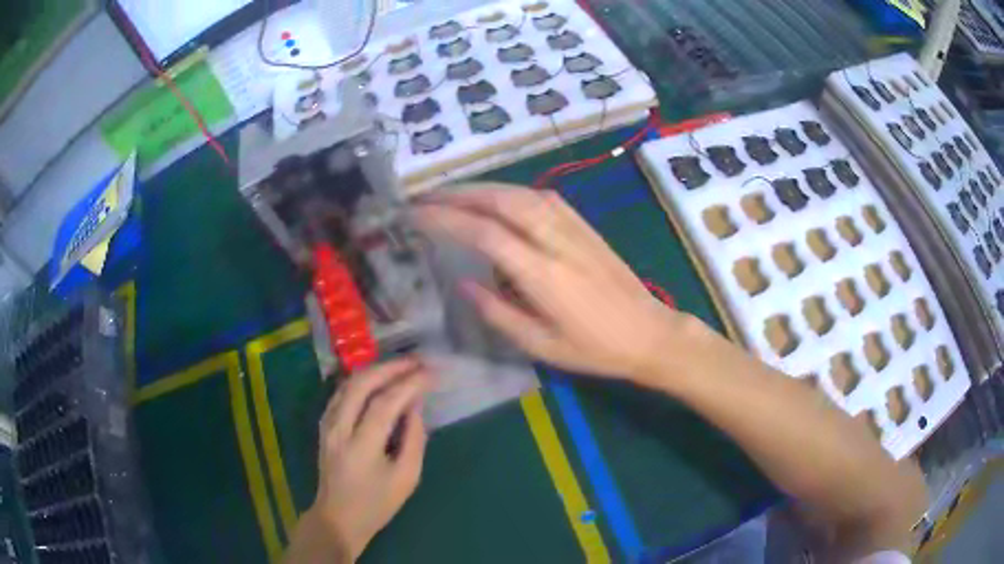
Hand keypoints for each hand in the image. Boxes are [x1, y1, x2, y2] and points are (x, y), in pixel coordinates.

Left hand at [311, 358, 430, 559]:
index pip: (386, 403)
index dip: (410, 384)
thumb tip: (415, 407)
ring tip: (401, 366)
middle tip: (417, 361)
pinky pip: (342, 393)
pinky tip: (377, 380)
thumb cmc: (377, 504)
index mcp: (361, 446)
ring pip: (348, 384)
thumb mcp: (406, 478)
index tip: (432, 373)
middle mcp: (339, 428)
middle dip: (391, 368)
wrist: (338, 517)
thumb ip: (414, 440)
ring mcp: (327, 425)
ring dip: (375, 370)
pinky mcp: (324, 425)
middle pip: (361, 384)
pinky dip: (361, 381)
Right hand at [414, 184, 688, 384]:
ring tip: (450, 194)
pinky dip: (509, 192)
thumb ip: (498, 312)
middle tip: (424, 196)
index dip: (445, 219)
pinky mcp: (584, 225)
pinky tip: (495, 198)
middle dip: (457, 194)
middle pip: (501, 201)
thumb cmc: (595, 349)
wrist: (649, 333)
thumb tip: (463, 282)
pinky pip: (540, 196)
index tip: (415, 215)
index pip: (484, 232)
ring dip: (481, 188)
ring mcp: (574, 227)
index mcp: (543, 274)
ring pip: (520, 193)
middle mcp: (556, 240)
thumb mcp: (541, 346)